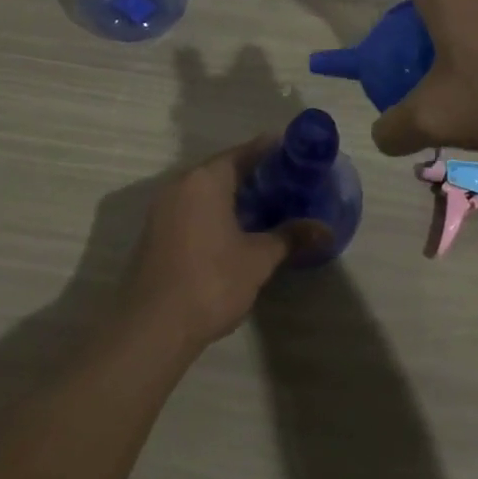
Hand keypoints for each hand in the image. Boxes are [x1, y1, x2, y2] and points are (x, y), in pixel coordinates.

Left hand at [121, 137, 316, 352]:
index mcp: (206, 179)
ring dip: (234, 196)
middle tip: (289, 184)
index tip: (297, 154)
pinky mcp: (156, 232)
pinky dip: (216, 211)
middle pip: (224, 169)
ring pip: (206, 190)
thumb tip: (325, 230)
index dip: (272, 151)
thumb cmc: (211, 281)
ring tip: (268, 207)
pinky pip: (192, 209)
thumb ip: (290, 237)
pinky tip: (237, 230)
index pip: (244, 152)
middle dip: (255, 175)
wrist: (152, 328)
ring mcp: (163, 209)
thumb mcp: (258, 259)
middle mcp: (181, 184)